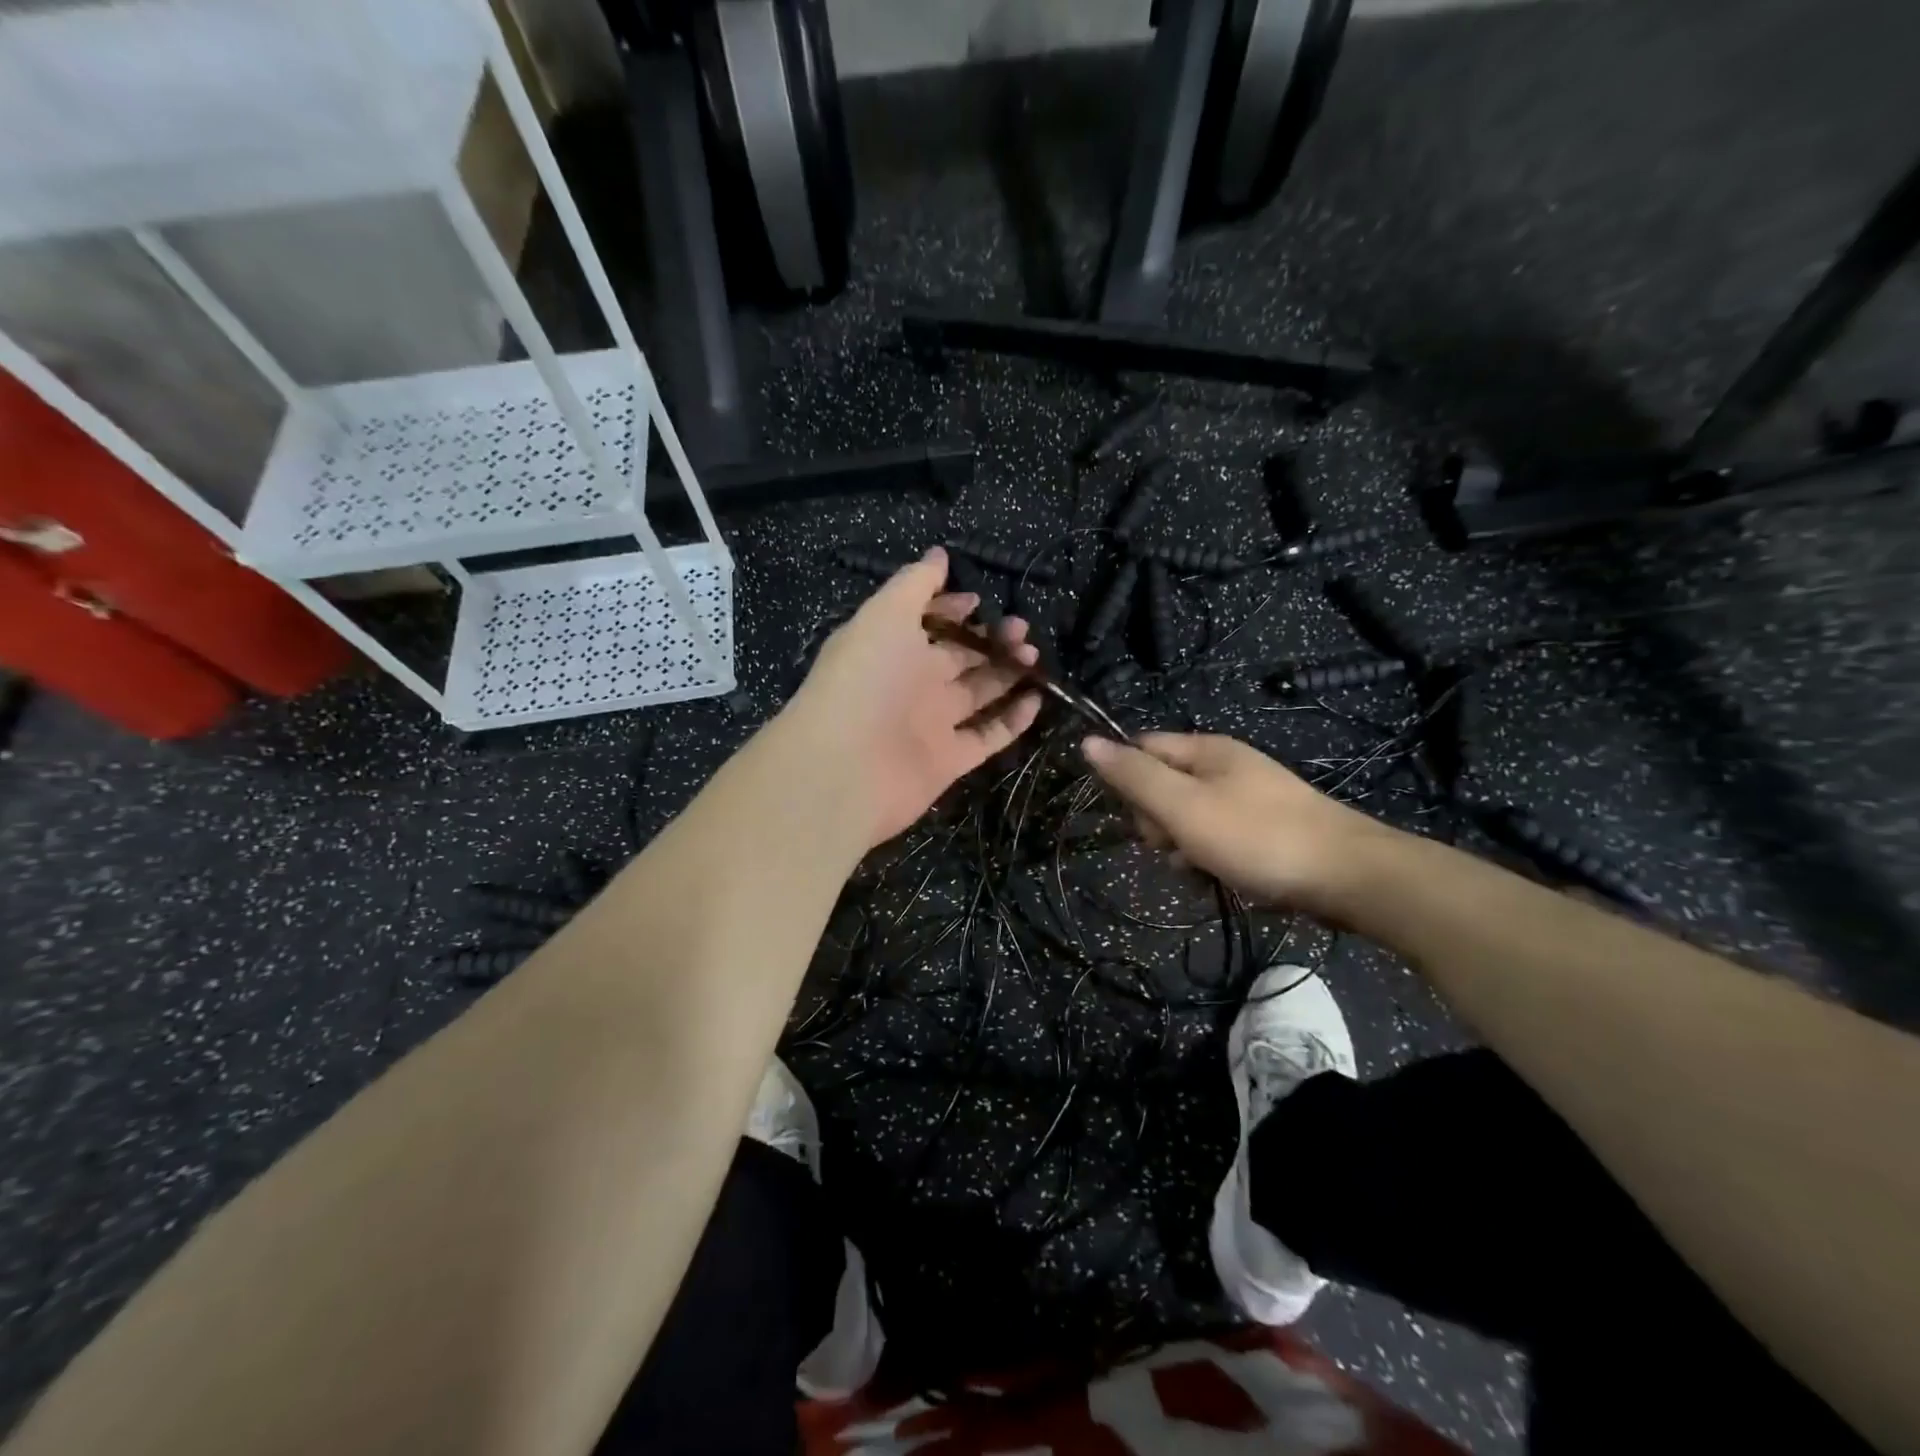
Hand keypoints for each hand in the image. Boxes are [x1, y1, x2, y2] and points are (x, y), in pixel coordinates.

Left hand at [787, 547, 1042, 847]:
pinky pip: (988, 736)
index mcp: (894, 647)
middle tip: (1022, 629)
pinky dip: (1013, 720)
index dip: (954, 608)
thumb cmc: (864, 679)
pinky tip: (1037, 699)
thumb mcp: (885, 615)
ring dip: (1008, 673)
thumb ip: (914, 584)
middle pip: (961, 656)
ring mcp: (933, 723)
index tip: (983, 600)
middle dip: (992, 639)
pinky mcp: (950, 760)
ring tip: (1034, 655)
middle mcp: (913, 684)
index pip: (929, 622)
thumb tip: (939, 554)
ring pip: (980, 693)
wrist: (845, 767)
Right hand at [1081, 732, 1394, 916]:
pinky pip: (1216, 836)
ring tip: (1203, 866)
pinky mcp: (1263, 828)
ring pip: (1187, 816)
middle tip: (1178, 844)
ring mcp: (1247, 797)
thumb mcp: (1184, 806)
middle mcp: (1225, 765)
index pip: (1141, 748)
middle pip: (1162, 785)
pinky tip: (1220, 876)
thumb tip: (1087, 742)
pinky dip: (1210, 856)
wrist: (1349, 877)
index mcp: (1205, 749)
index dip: (1127, 781)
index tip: (1137, 816)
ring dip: (1183, 845)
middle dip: (1158, 821)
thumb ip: (1135, 776)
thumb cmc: (1257, 837)